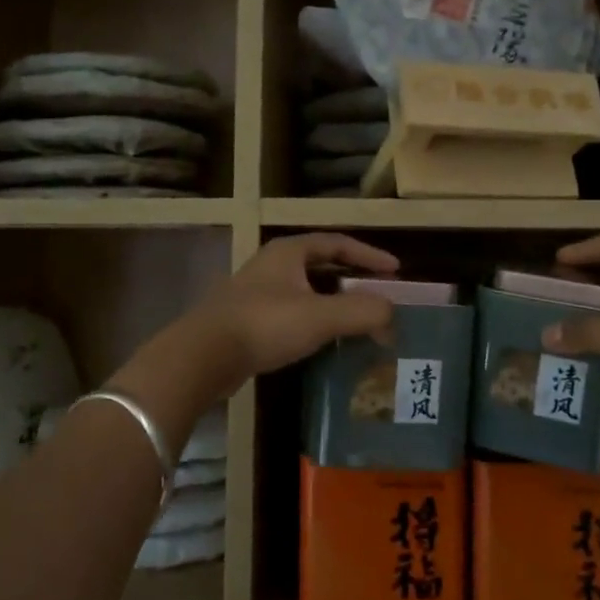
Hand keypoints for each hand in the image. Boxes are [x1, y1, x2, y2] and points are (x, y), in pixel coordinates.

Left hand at [194, 233, 400, 380]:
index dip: (369, 254)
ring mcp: (258, 293)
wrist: (204, 355)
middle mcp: (273, 266)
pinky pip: (293, 313)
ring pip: (307, 291)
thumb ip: (363, 312)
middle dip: (353, 280)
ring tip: (360, 321)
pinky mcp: (250, 320)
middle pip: (322, 266)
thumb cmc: (265, 324)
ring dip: (335, 303)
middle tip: (380, 295)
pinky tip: (327, 341)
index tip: (395, 270)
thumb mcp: (321, 316)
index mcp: (289, 252)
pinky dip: (316, 321)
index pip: (337, 243)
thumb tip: (391, 314)